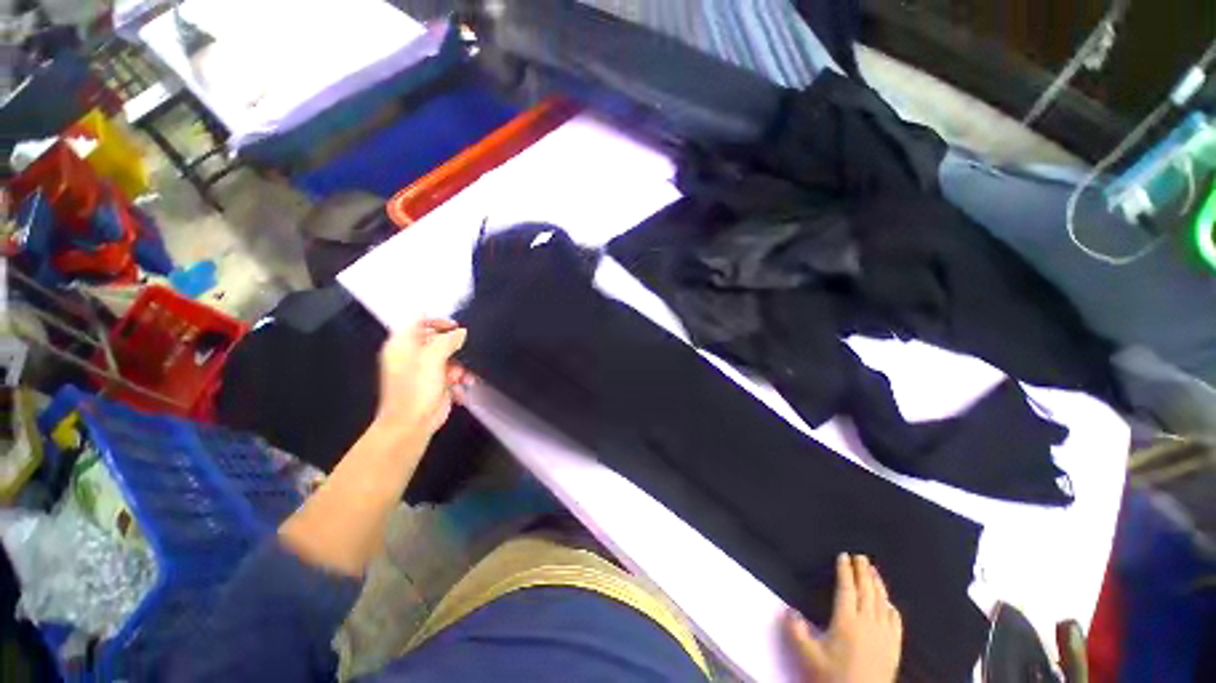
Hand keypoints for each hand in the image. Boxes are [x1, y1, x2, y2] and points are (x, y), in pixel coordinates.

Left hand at [374, 319, 468, 446]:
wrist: (412, 424)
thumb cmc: (416, 389)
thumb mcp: (432, 358)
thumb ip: (447, 340)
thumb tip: (460, 332)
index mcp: (402, 344)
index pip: (417, 320)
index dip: (436, 320)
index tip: (454, 326)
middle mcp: (412, 354)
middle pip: (437, 338)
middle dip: (453, 345)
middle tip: (464, 348)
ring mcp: (425, 369)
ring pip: (449, 356)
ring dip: (460, 364)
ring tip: (462, 374)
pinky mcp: (436, 382)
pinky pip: (453, 372)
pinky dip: (460, 376)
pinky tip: (464, 383)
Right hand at [787, 554, 902, 682]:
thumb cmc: (833, 678)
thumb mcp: (808, 657)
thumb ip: (796, 631)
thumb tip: (789, 610)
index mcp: (846, 622)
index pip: (846, 589)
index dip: (845, 571)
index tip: (843, 556)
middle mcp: (867, 624)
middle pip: (867, 592)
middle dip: (863, 572)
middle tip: (861, 556)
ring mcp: (884, 637)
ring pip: (882, 603)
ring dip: (878, 585)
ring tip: (874, 571)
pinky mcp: (894, 649)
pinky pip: (896, 622)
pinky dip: (892, 608)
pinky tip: (890, 603)